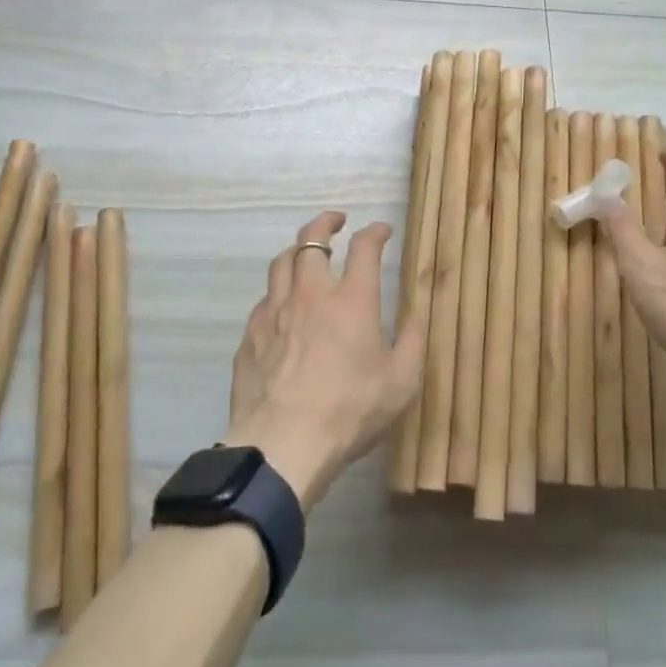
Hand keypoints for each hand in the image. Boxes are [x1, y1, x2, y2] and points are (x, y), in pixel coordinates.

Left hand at [222, 212, 423, 510]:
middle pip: (311, 240)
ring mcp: (275, 312)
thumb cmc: (349, 411)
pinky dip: (277, 293)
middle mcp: (310, 294)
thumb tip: (414, 314)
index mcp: (351, 299)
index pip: (364, 247)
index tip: (382, 230)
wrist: (282, 445)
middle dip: (325, 223)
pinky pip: (264, 300)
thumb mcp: (401, 382)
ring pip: (281, 262)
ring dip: (297, 250)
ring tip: (306, 254)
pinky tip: (282, 307)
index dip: (375, 232)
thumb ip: (411, 341)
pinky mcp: (250, 335)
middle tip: (336, 221)